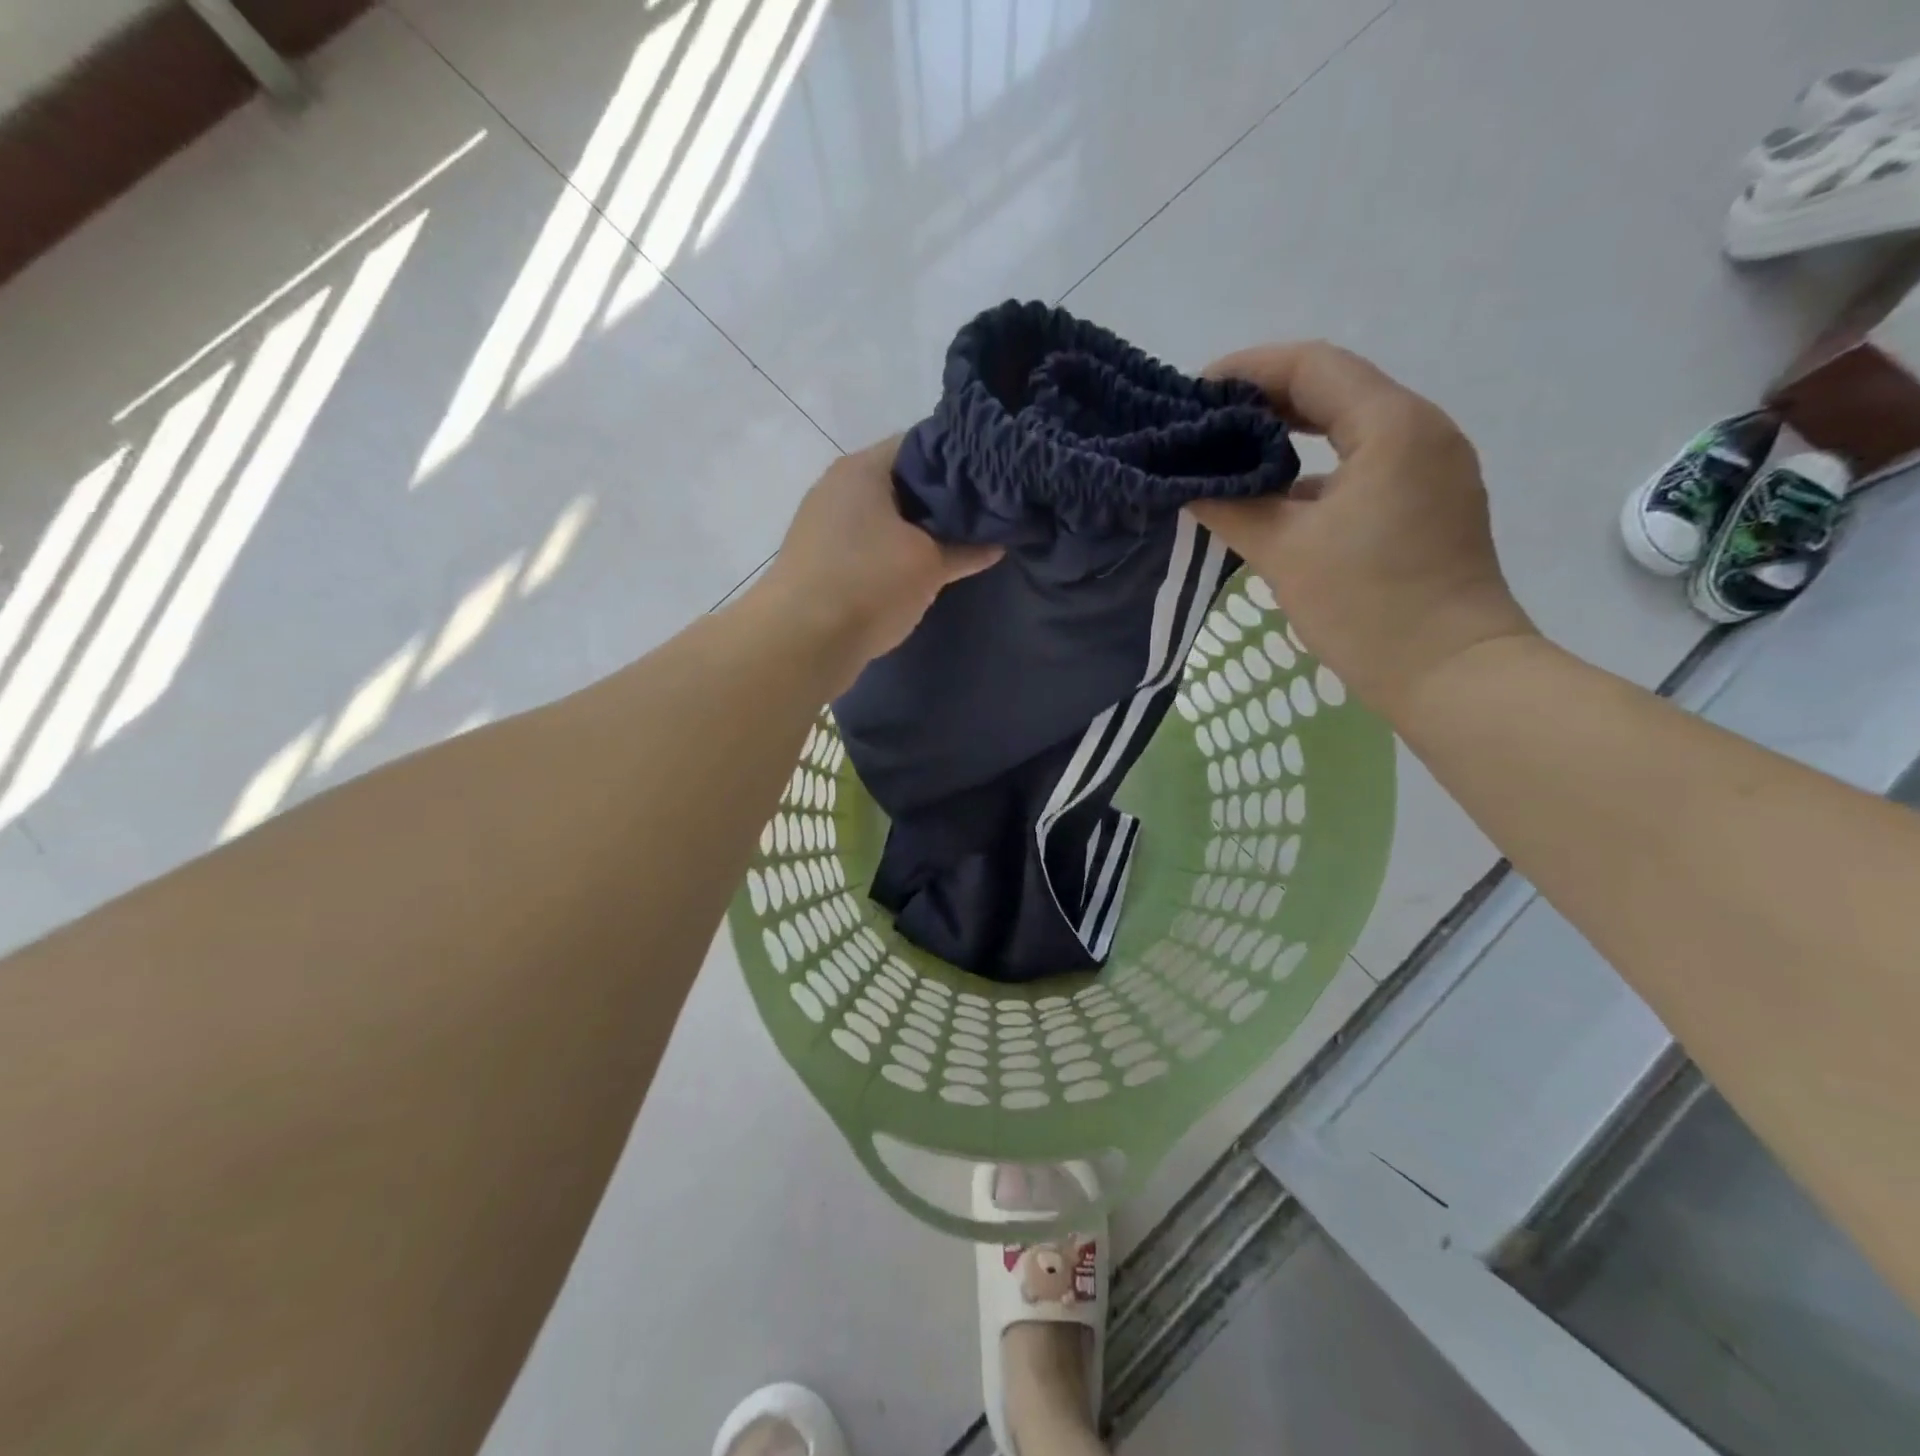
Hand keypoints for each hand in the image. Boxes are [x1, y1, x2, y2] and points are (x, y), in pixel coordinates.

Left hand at [753, 436, 1001, 687]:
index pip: (922, 444)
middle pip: (901, 481)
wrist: (800, 642)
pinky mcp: (818, 558)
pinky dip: (891, 551)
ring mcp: (823, 523)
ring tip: (956, 546)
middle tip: (980, 519)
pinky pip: (866, 543)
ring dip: (916, 530)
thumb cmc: (869, 585)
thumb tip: (996, 543)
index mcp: (863, 468)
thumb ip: (965, 549)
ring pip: (883, 515)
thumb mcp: (929, 566)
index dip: (961, 461)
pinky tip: (917, 572)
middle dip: (940, 500)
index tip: (991, 484)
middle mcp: (838, 485)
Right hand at [1188, 342, 1535, 716]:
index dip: (1248, 369)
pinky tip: (1277, 497)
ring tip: (1231, 457)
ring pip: (1350, 430)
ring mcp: (1432, 468)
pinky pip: (1365, 465)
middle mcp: (1421, 431)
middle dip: (1265, 401)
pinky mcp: (1430, 503)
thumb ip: (1230, 508)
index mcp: (1392, 426)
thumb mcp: (1284, 552)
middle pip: (1334, 390)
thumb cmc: (1367, 605)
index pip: (1313, 366)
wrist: (1450, 672)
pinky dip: (1317, 471)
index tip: (1194, 393)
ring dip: (1291, 436)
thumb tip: (1188, 487)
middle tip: (1205, 424)